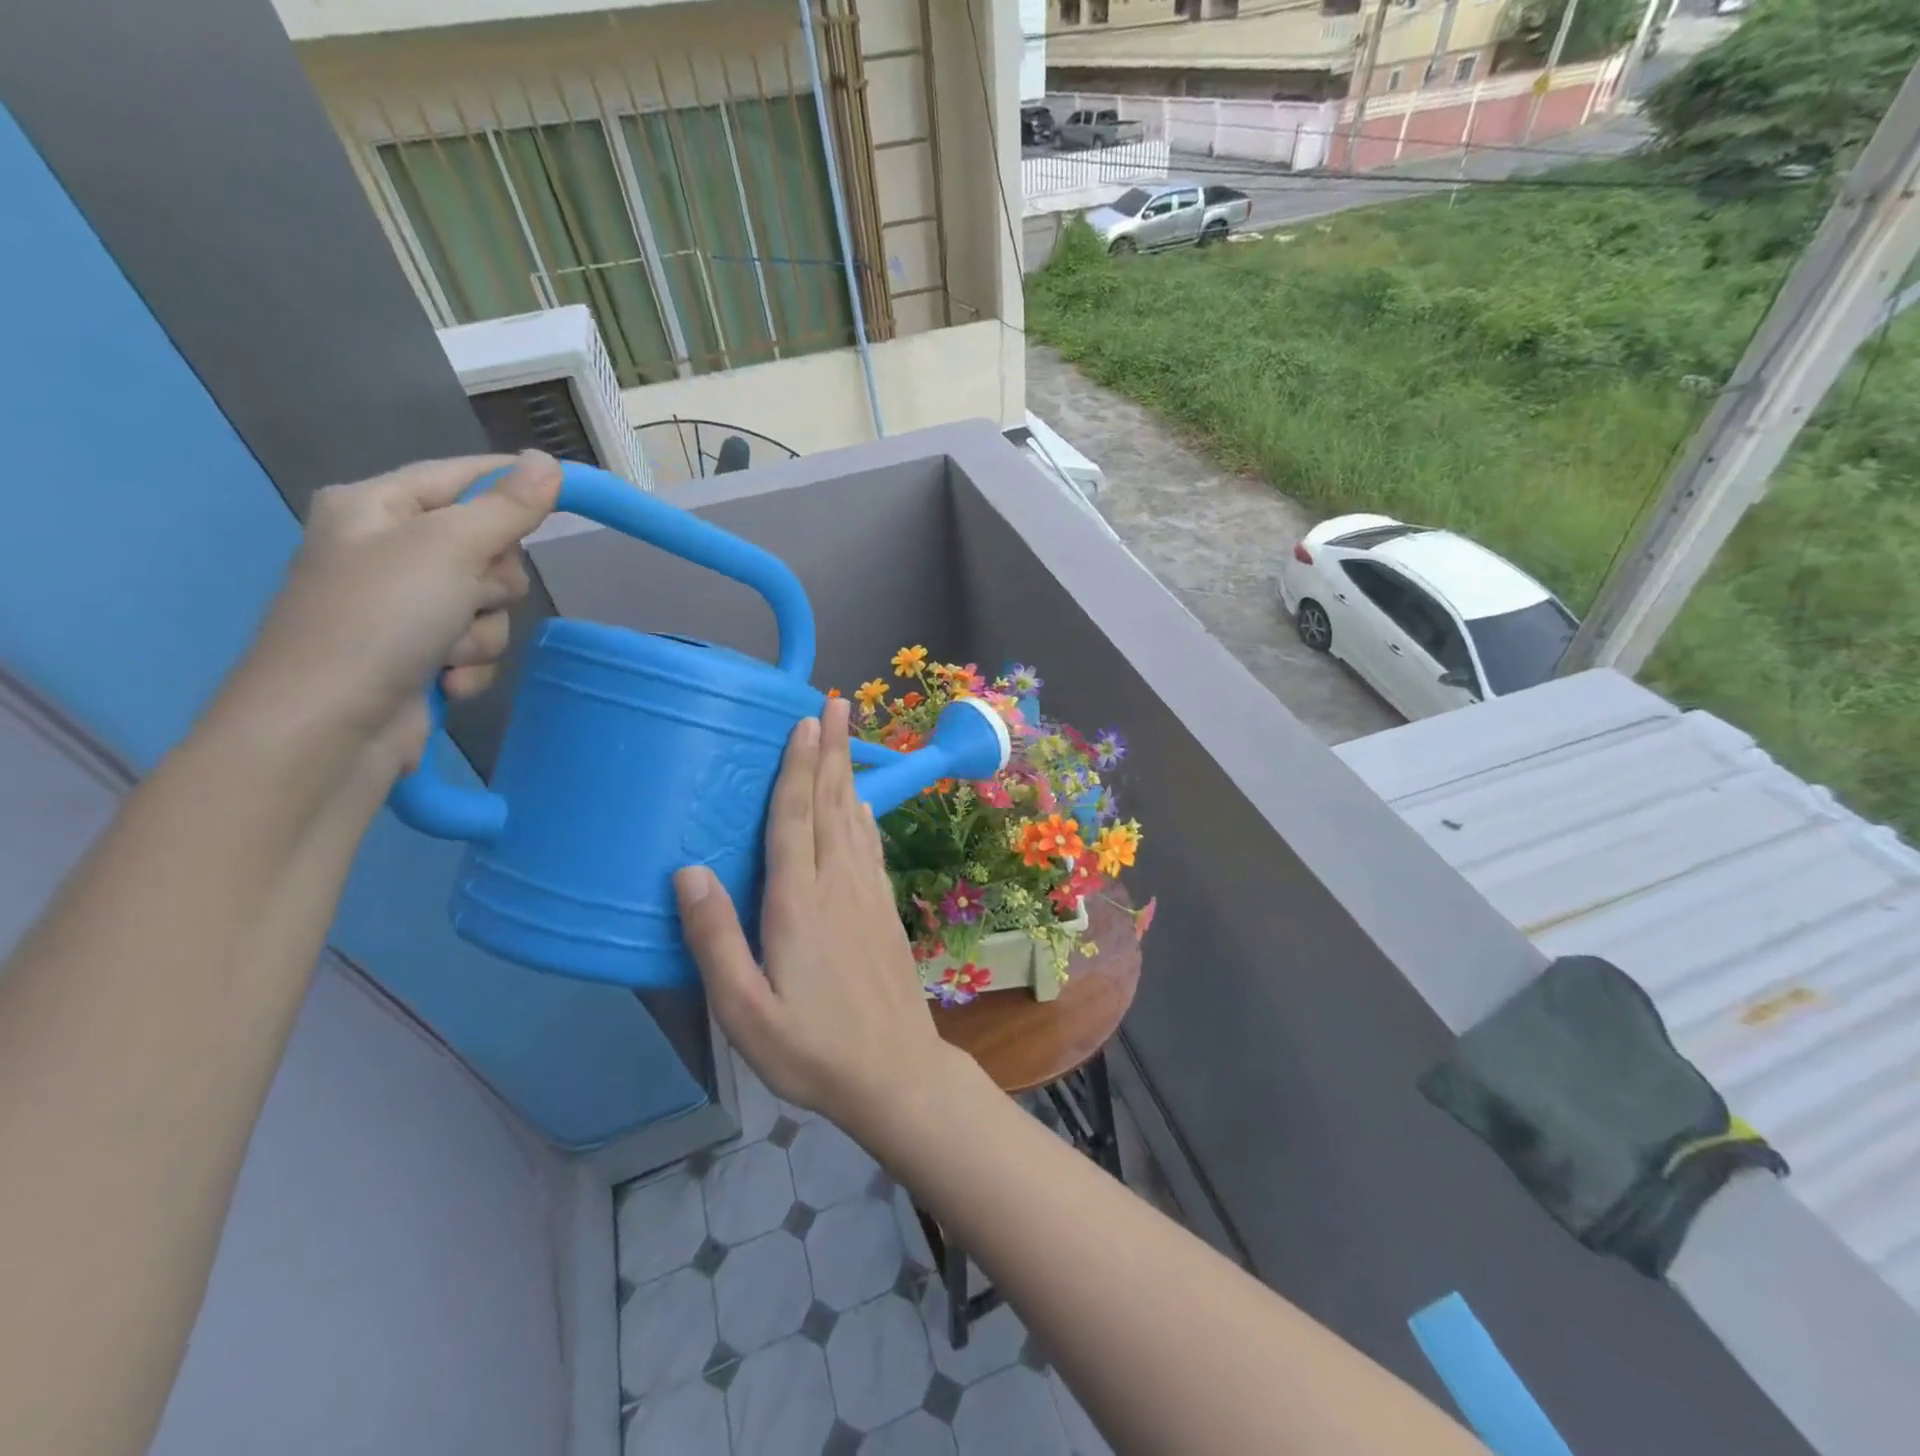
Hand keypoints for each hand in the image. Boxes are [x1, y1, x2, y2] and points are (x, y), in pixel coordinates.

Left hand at [227, 452, 559, 774]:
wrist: (330, 726)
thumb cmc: (381, 618)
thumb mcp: (449, 548)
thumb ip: (507, 507)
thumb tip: (549, 462)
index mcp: (377, 507)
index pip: (463, 475)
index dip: (514, 482)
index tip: (570, 490)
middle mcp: (389, 550)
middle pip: (487, 547)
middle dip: (492, 581)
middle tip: (468, 593)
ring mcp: (404, 607)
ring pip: (489, 604)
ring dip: (482, 632)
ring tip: (446, 651)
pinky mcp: (420, 654)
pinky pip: (477, 645)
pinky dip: (471, 665)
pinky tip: (446, 680)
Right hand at [675, 697, 955, 1139]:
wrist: (895, 1073)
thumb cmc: (812, 1049)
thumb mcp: (744, 1011)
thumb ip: (715, 940)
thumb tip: (688, 872)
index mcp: (799, 902)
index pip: (795, 818)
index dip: (798, 766)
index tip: (804, 721)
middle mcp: (838, 884)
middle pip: (832, 803)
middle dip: (831, 750)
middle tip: (835, 702)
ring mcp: (868, 894)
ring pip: (856, 817)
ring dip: (849, 771)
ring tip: (846, 734)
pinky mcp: (884, 909)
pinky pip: (872, 846)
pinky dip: (866, 814)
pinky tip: (864, 803)